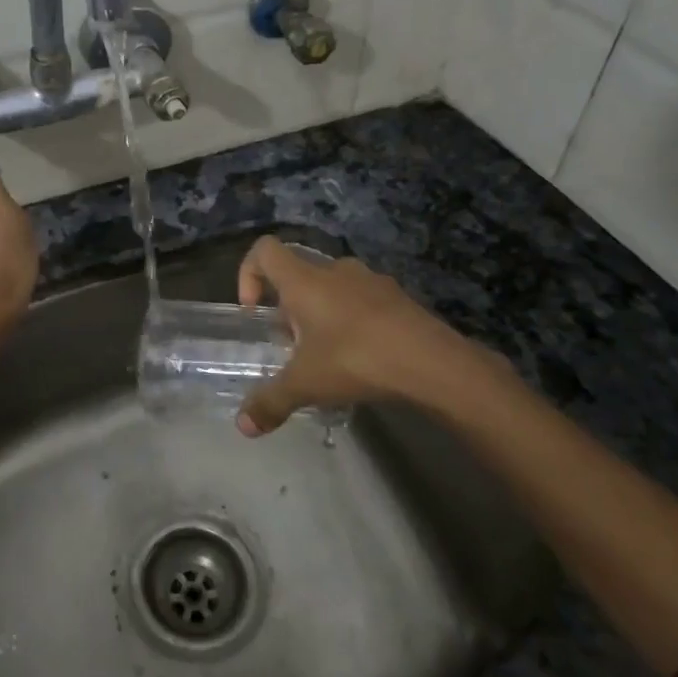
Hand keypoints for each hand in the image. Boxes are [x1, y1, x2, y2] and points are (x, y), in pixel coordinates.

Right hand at [235, 236, 511, 435]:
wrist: (434, 363)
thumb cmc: (357, 360)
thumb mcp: (306, 385)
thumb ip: (271, 402)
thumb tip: (243, 426)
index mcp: (305, 281)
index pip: (265, 250)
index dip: (248, 273)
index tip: (254, 311)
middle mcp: (335, 270)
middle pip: (299, 274)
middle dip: (288, 307)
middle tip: (293, 345)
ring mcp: (371, 280)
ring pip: (332, 287)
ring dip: (322, 313)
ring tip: (328, 354)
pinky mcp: (398, 297)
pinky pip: (362, 301)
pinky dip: (353, 321)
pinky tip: (363, 357)